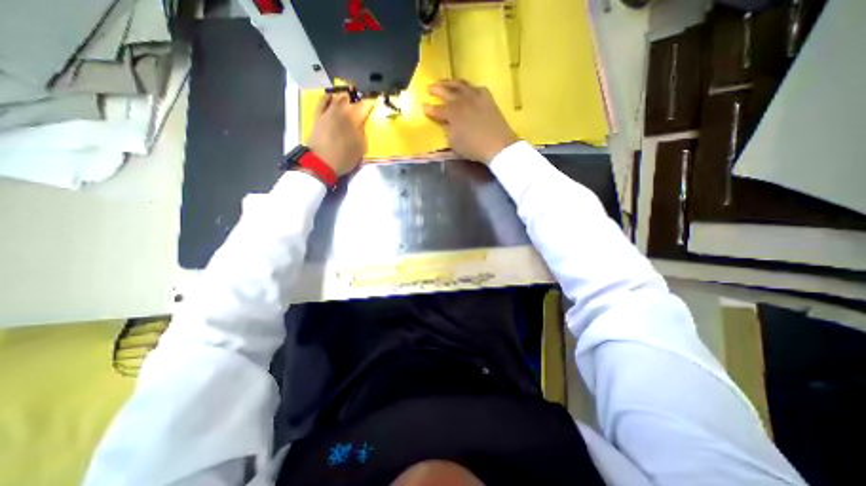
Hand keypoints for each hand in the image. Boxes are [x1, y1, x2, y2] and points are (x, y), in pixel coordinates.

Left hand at [305, 92, 373, 176]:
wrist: (321, 162)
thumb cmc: (344, 158)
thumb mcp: (360, 148)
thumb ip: (362, 134)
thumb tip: (361, 125)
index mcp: (354, 119)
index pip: (364, 107)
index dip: (370, 103)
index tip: (374, 101)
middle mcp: (341, 111)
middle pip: (350, 99)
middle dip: (357, 99)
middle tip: (361, 102)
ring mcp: (328, 112)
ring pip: (337, 98)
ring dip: (344, 97)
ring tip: (348, 97)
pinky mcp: (317, 115)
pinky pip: (322, 101)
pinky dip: (328, 97)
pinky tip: (331, 97)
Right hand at [423, 81, 515, 162]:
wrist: (498, 145)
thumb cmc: (473, 148)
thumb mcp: (455, 143)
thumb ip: (448, 130)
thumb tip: (445, 123)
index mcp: (452, 113)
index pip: (437, 110)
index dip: (429, 109)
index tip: (423, 106)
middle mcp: (463, 101)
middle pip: (447, 91)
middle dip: (437, 89)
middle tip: (429, 88)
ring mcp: (476, 97)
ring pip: (461, 85)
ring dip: (451, 83)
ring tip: (445, 82)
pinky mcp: (487, 98)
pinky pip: (476, 88)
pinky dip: (469, 88)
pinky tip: (468, 90)